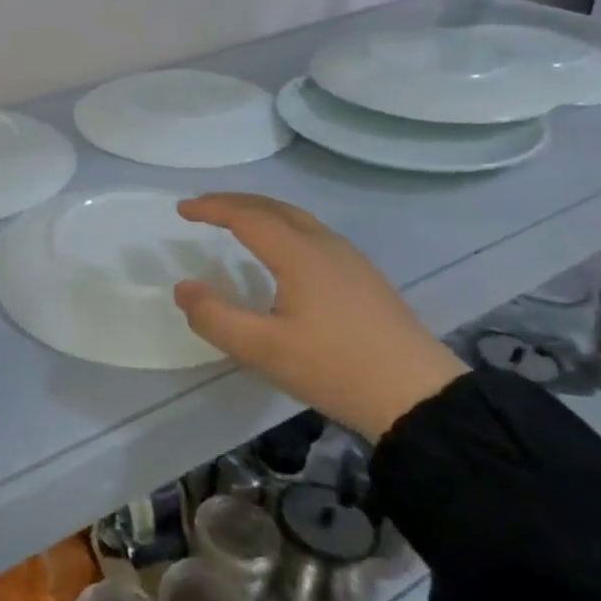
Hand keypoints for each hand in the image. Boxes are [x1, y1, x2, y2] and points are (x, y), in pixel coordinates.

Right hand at [173, 194, 465, 441]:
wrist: (419, 397)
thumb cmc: (335, 369)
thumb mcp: (263, 350)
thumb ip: (215, 317)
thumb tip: (183, 288)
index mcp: (299, 255)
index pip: (247, 216)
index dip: (211, 209)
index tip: (182, 209)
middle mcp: (326, 246)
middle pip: (274, 207)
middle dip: (235, 202)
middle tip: (204, 208)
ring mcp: (351, 261)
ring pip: (298, 219)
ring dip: (261, 212)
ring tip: (236, 222)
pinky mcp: (365, 279)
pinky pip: (314, 234)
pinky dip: (284, 227)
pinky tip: (283, 252)